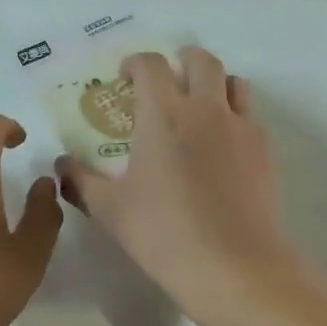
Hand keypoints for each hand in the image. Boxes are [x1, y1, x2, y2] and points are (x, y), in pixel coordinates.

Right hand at [58, 47, 297, 309]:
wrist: (234, 265)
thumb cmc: (164, 234)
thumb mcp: (111, 210)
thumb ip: (82, 181)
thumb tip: (61, 166)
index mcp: (164, 115)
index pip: (151, 65)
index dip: (136, 63)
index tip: (126, 78)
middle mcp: (206, 109)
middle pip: (200, 60)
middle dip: (181, 60)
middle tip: (166, 82)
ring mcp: (241, 128)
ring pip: (233, 83)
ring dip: (214, 84)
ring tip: (199, 108)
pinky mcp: (265, 151)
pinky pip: (250, 116)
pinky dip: (235, 116)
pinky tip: (223, 146)